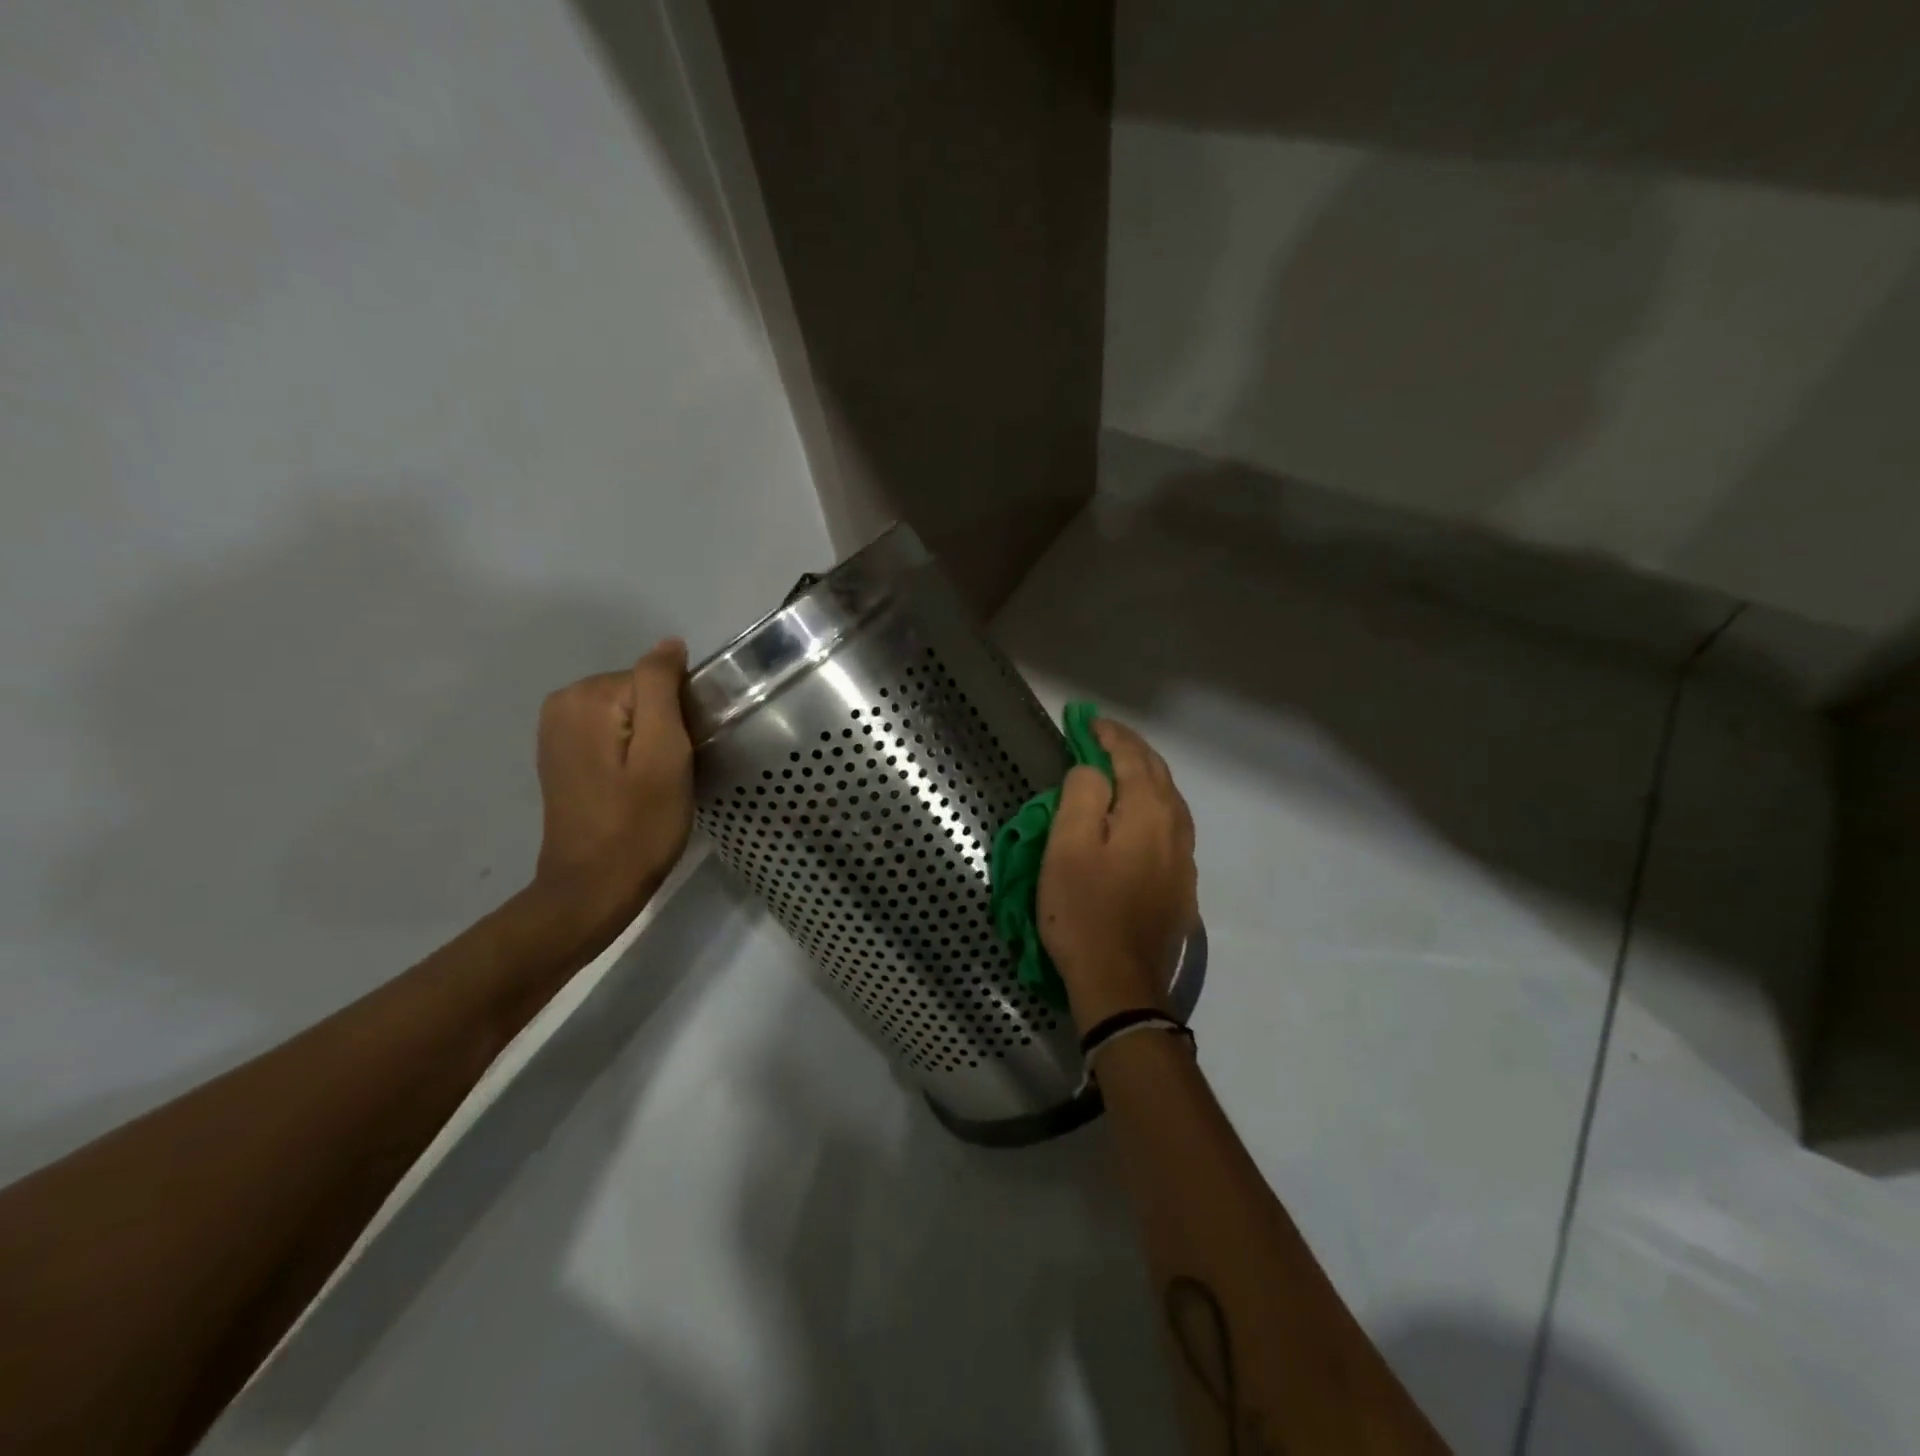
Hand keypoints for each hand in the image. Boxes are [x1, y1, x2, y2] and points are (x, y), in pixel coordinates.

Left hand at [529, 639, 694, 940]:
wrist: (593, 887)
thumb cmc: (640, 823)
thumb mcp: (665, 752)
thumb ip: (662, 688)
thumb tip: (670, 644)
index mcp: (587, 697)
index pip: (657, 679)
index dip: (681, 715)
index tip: (685, 754)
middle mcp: (562, 702)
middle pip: (639, 692)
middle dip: (664, 724)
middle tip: (672, 772)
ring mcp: (555, 729)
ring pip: (628, 712)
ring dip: (649, 740)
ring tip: (655, 781)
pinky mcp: (559, 753)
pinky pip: (610, 730)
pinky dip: (629, 750)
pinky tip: (634, 784)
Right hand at [1037, 718, 1197, 1032]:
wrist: (1121, 982)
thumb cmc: (1084, 911)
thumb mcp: (1067, 848)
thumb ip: (1082, 796)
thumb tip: (1092, 771)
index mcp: (1148, 812)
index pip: (1131, 757)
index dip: (1108, 735)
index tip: (1086, 721)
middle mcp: (1175, 827)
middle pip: (1157, 773)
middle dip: (1130, 749)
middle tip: (1101, 736)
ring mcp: (1183, 858)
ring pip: (1169, 799)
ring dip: (1145, 775)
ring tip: (1120, 766)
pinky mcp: (1181, 883)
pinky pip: (1171, 825)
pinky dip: (1153, 804)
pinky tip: (1139, 814)